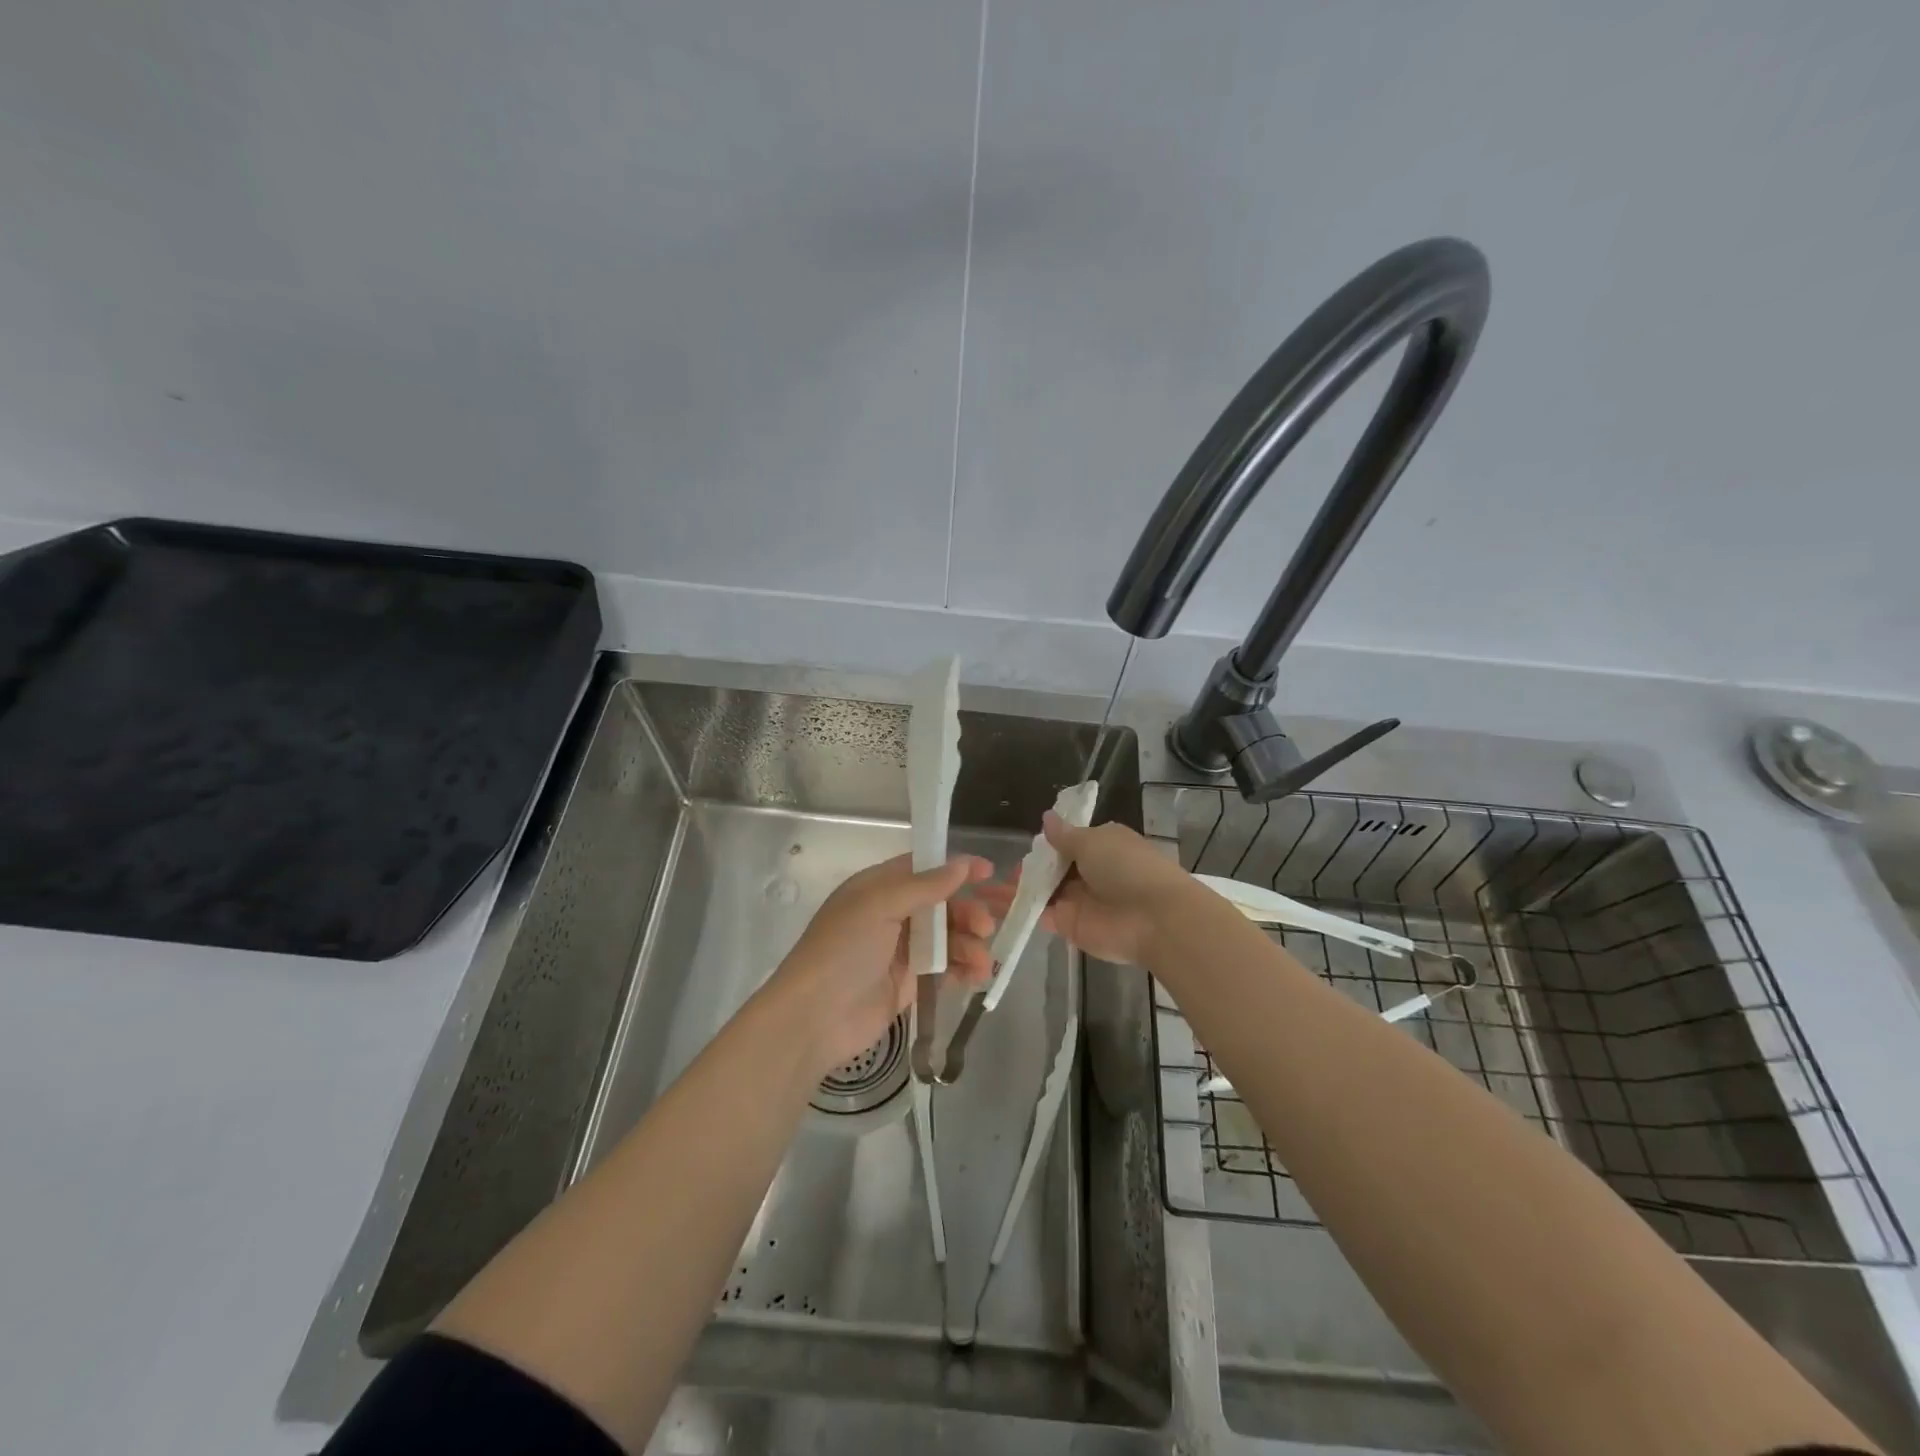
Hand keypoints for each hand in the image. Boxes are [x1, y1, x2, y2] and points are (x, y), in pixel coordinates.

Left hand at [768, 853, 995, 1073]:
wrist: (815, 1018)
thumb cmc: (843, 949)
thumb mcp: (879, 905)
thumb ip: (924, 886)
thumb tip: (962, 864)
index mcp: (878, 887)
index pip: (923, 868)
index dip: (955, 868)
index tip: (989, 871)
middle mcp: (892, 914)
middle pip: (941, 904)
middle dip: (969, 910)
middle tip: (988, 924)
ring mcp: (901, 949)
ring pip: (948, 936)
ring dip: (970, 943)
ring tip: (982, 960)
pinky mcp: (910, 982)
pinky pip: (945, 967)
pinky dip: (964, 968)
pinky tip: (977, 976)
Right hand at [979, 812, 1197, 965]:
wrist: (1153, 919)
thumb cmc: (1127, 868)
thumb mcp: (1093, 841)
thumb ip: (1065, 835)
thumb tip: (1046, 818)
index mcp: (1101, 845)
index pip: (1069, 841)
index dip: (1047, 843)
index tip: (1025, 844)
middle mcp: (1089, 872)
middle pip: (1053, 868)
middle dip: (1028, 868)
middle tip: (994, 868)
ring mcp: (1078, 900)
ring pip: (1043, 891)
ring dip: (1017, 889)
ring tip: (983, 887)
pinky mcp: (1069, 925)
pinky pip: (1040, 914)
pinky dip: (1018, 910)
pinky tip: (990, 906)